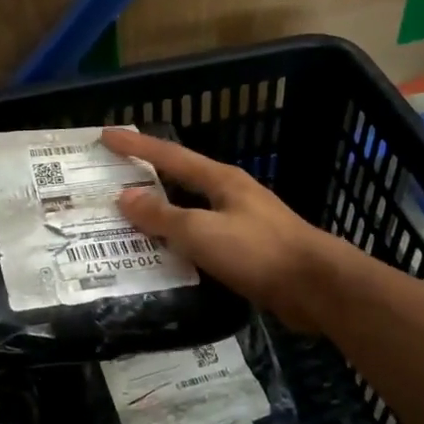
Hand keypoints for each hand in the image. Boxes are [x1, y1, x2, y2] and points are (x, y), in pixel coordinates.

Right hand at [100, 127, 338, 332]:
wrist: (317, 287)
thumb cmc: (259, 252)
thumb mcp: (203, 232)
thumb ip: (163, 216)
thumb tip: (126, 197)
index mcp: (220, 180)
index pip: (169, 155)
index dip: (135, 145)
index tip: (106, 135)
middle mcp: (230, 193)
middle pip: (180, 179)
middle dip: (147, 176)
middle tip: (112, 178)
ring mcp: (241, 220)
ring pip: (191, 210)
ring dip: (161, 212)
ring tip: (129, 218)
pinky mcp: (248, 249)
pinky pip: (202, 237)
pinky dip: (179, 240)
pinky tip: (165, 254)